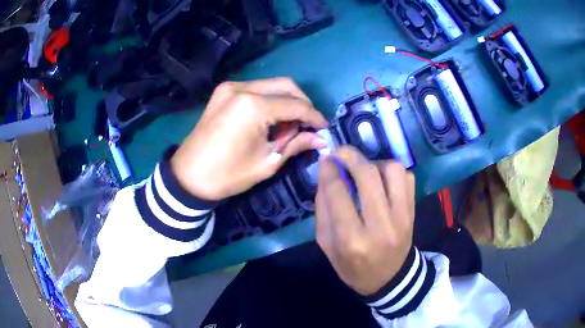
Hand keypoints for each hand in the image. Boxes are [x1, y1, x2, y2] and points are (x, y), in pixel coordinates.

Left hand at [171, 78, 328, 200]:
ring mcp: (230, 87)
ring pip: (271, 85)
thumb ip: (295, 144)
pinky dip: (269, 100)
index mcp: (253, 106)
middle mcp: (243, 88)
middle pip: (285, 86)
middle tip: (309, 125)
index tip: (325, 128)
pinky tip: (270, 119)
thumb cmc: (227, 175)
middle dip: (302, 104)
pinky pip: (256, 89)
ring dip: (286, 101)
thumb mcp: (266, 163)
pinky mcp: (223, 92)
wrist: (188, 176)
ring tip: (289, 126)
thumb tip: (320, 139)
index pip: (295, 105)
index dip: (314, 116)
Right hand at [316, 146, 415, 295]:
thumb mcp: (327, 245)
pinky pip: (407, 177)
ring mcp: (402, 217)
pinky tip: (382, 180)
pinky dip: (392, 172)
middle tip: (340, 152)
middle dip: (350, 156)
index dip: (329, 170)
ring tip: (364, 170)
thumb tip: (325, 172)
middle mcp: (380, 225)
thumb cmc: (352, 266)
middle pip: (367, 176)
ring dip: (374, 162)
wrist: (389, 278)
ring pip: (392, 170)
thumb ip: (323, 209)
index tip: (325, 159)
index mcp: (352, 240)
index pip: (338, 193)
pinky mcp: (413, 212)